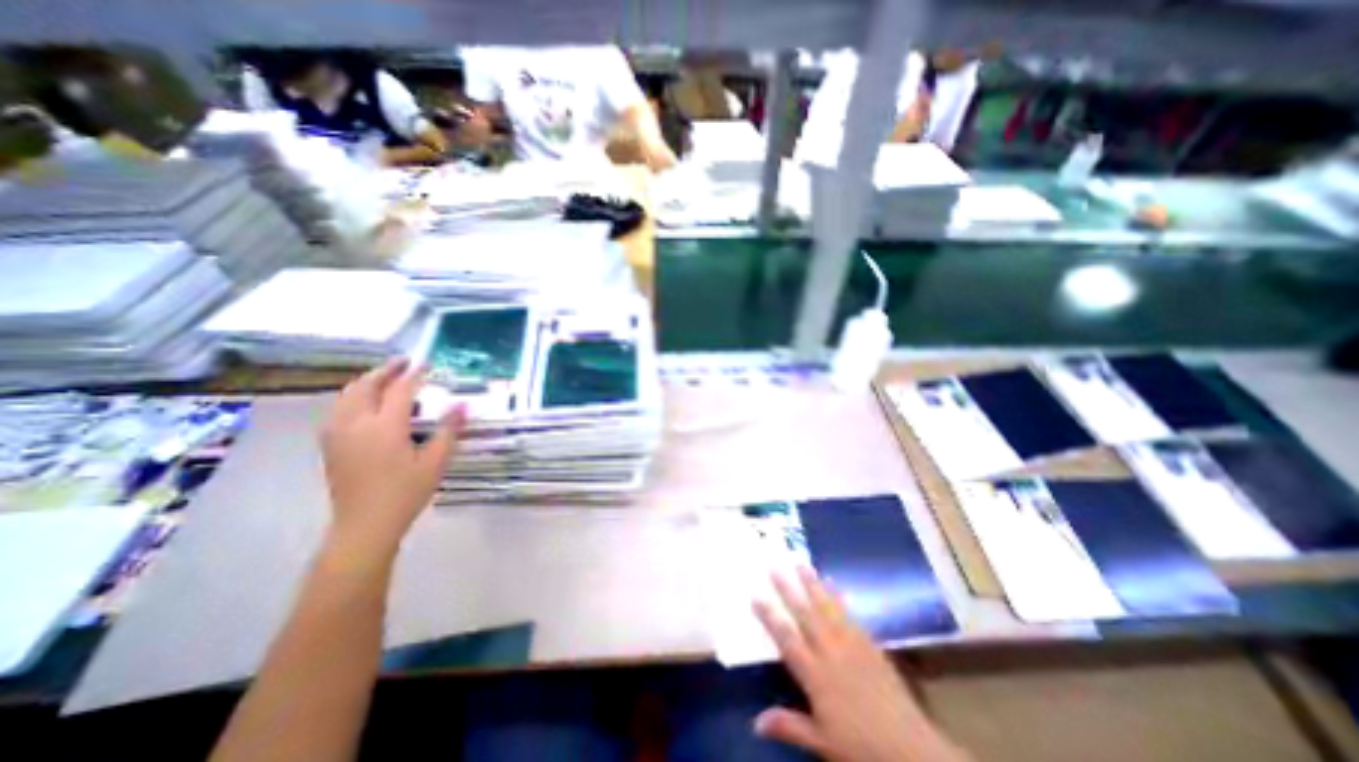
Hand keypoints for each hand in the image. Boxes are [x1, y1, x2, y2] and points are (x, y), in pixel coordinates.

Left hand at [318, 356, 464, 560]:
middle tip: (405, 363)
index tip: (427, 364)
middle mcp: (355, 424)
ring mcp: (337, 434)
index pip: (400, 390)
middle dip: (385, 371)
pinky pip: (339, 408)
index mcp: (384, 427)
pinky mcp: (330, 444)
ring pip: (348, 395)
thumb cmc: (405, 493)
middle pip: (366, 386)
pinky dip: (354, 396)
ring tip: (387, 377)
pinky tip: (366, 402)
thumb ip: (449, 431)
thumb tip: (462, 405)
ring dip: (368, 381)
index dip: (415, 375)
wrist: (364, 525)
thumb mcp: (435, 462)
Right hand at [755, 570, 964, 758]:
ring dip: (813, 585)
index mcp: (815, 674)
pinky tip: (834, 585)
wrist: (910, 749)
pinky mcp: (869, 644)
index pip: (786, 639)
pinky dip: (839, 598)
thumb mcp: (822, 742)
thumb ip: (789, 725)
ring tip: (802, 564)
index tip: (756, 595)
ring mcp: (851, 644)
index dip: (769, 616)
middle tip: (776, 567)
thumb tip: (755, 722)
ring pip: (827, 608)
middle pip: (805, 615)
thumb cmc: (861, 747)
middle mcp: (830, 651)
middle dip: (788, 590)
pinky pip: (850, 615)